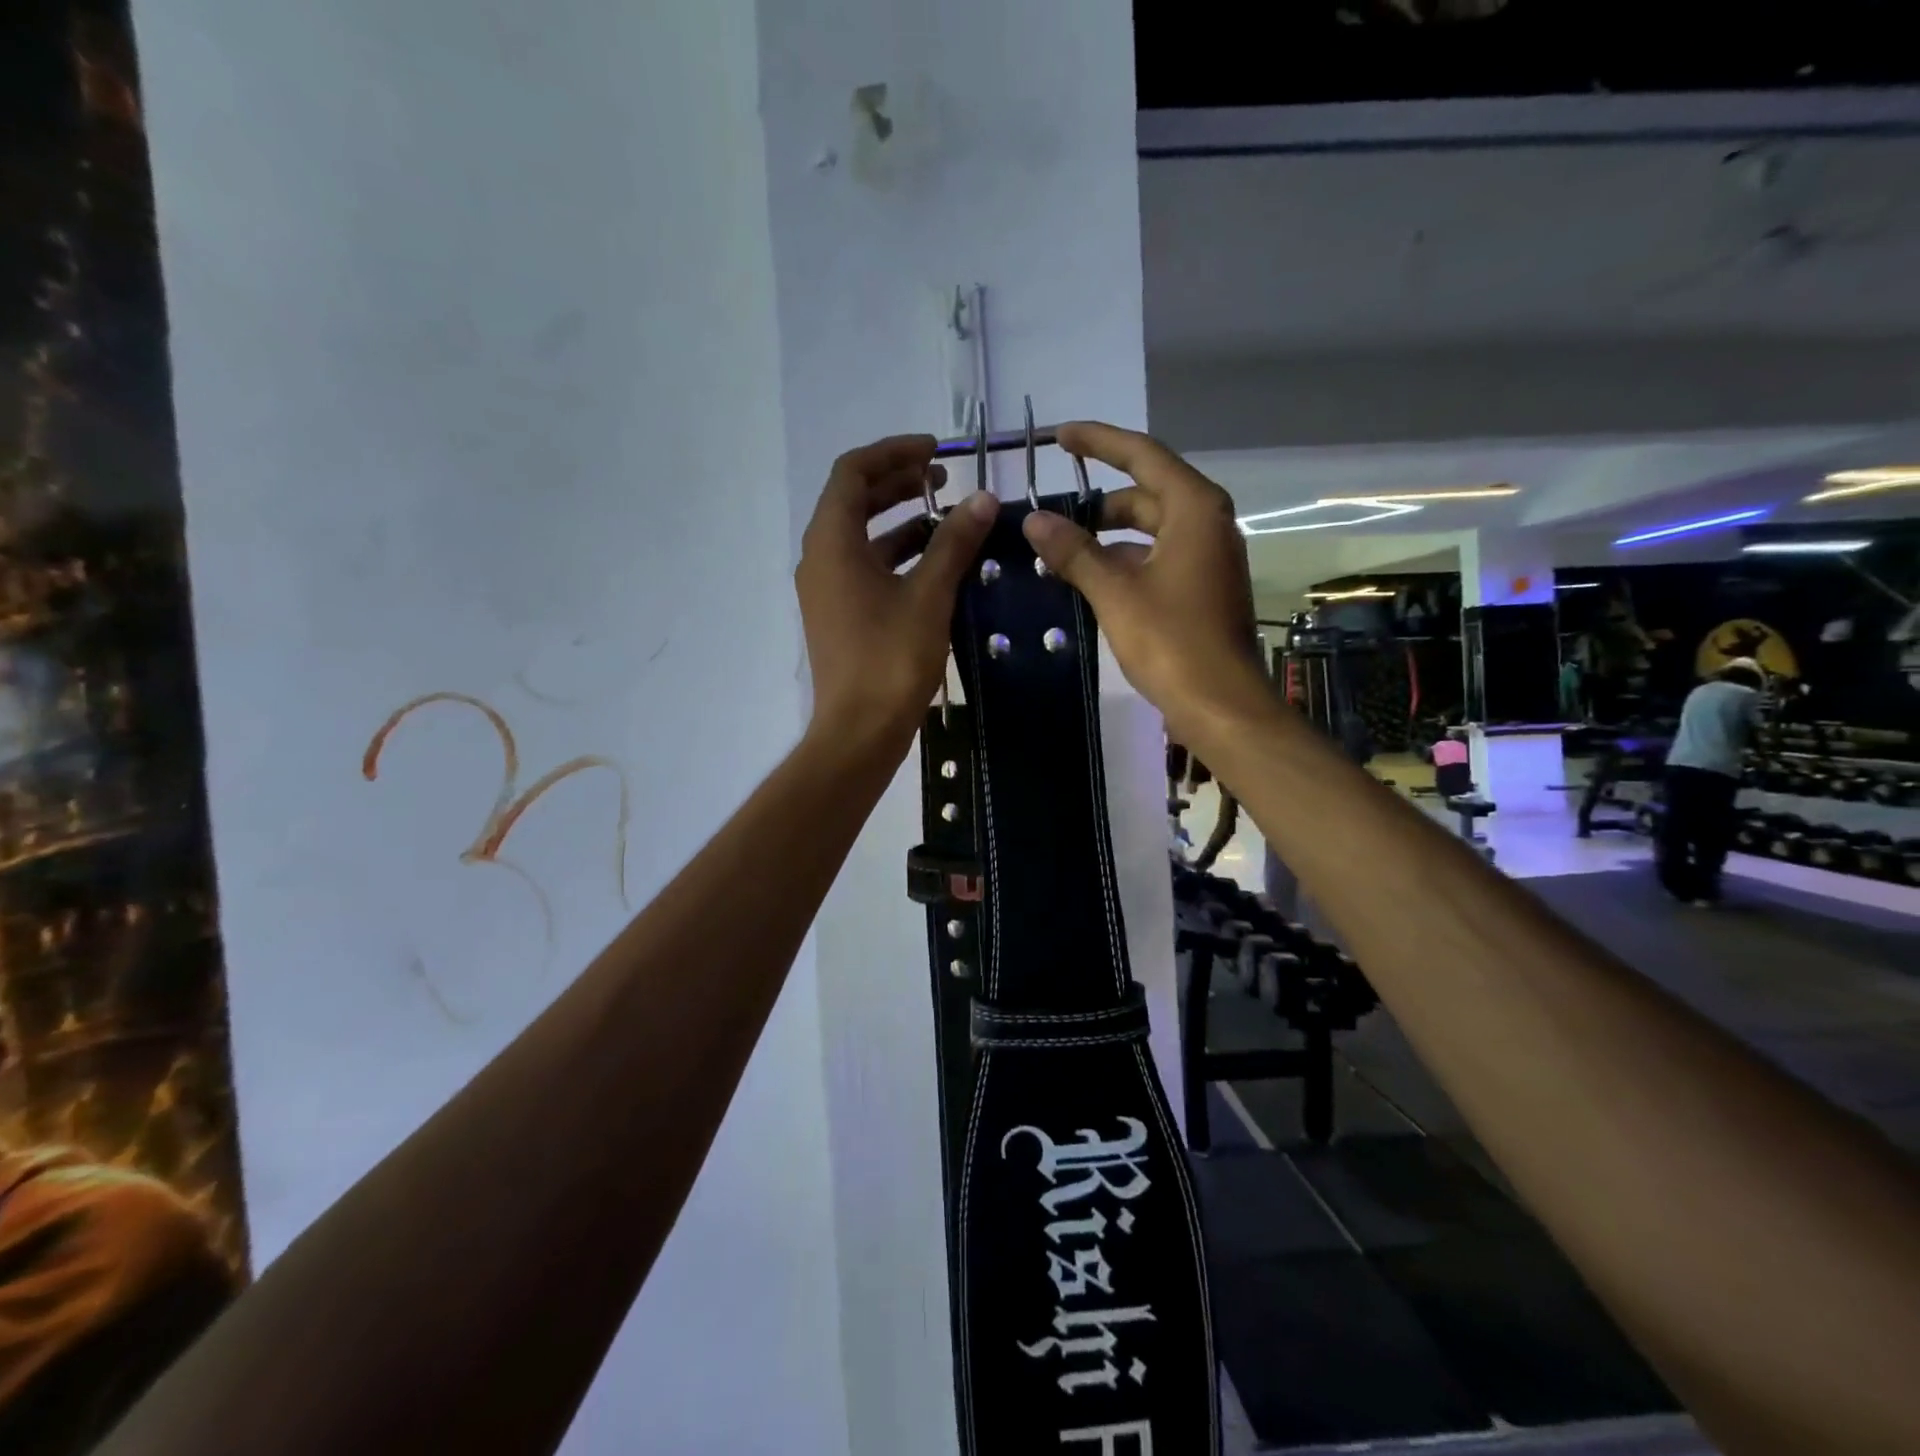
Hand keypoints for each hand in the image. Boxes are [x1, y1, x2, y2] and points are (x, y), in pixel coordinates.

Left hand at [796, 434, 998, 756]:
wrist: (859, 732)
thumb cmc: (891, 660)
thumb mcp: (929, 596)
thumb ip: (954, 543)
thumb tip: (983, 499)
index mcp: (832, 542)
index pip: (853, 472)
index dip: (894, 452)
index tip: (938, 451)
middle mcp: (821, 558)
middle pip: (855, 500)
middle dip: (899, 482)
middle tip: (945, 477)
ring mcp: (828, 589)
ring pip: (863, 537)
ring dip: (902, 520)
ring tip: (949, 517)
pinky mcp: (840, 615)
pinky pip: (866, 568)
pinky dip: (898, 556)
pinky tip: (937, 564)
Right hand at [1021, 422, 1265, 743]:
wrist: (1221, 705)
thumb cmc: (1172, 642)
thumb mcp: (1115, 592)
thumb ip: (1075, 552)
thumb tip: (1034, 520)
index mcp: (1194, 509)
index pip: (1142, 455)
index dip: (1099, 441)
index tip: (1059, 436)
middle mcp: (1207, 523)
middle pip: (1146, 493)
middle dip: (1098, 501)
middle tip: (1051, 514)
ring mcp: (1207, 557)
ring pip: (1150, 529)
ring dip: (1107, 536)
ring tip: (1061, 551)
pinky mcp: (1201, 588)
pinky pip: (1156, 557)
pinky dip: (1124, 561)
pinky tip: (1089, 581)